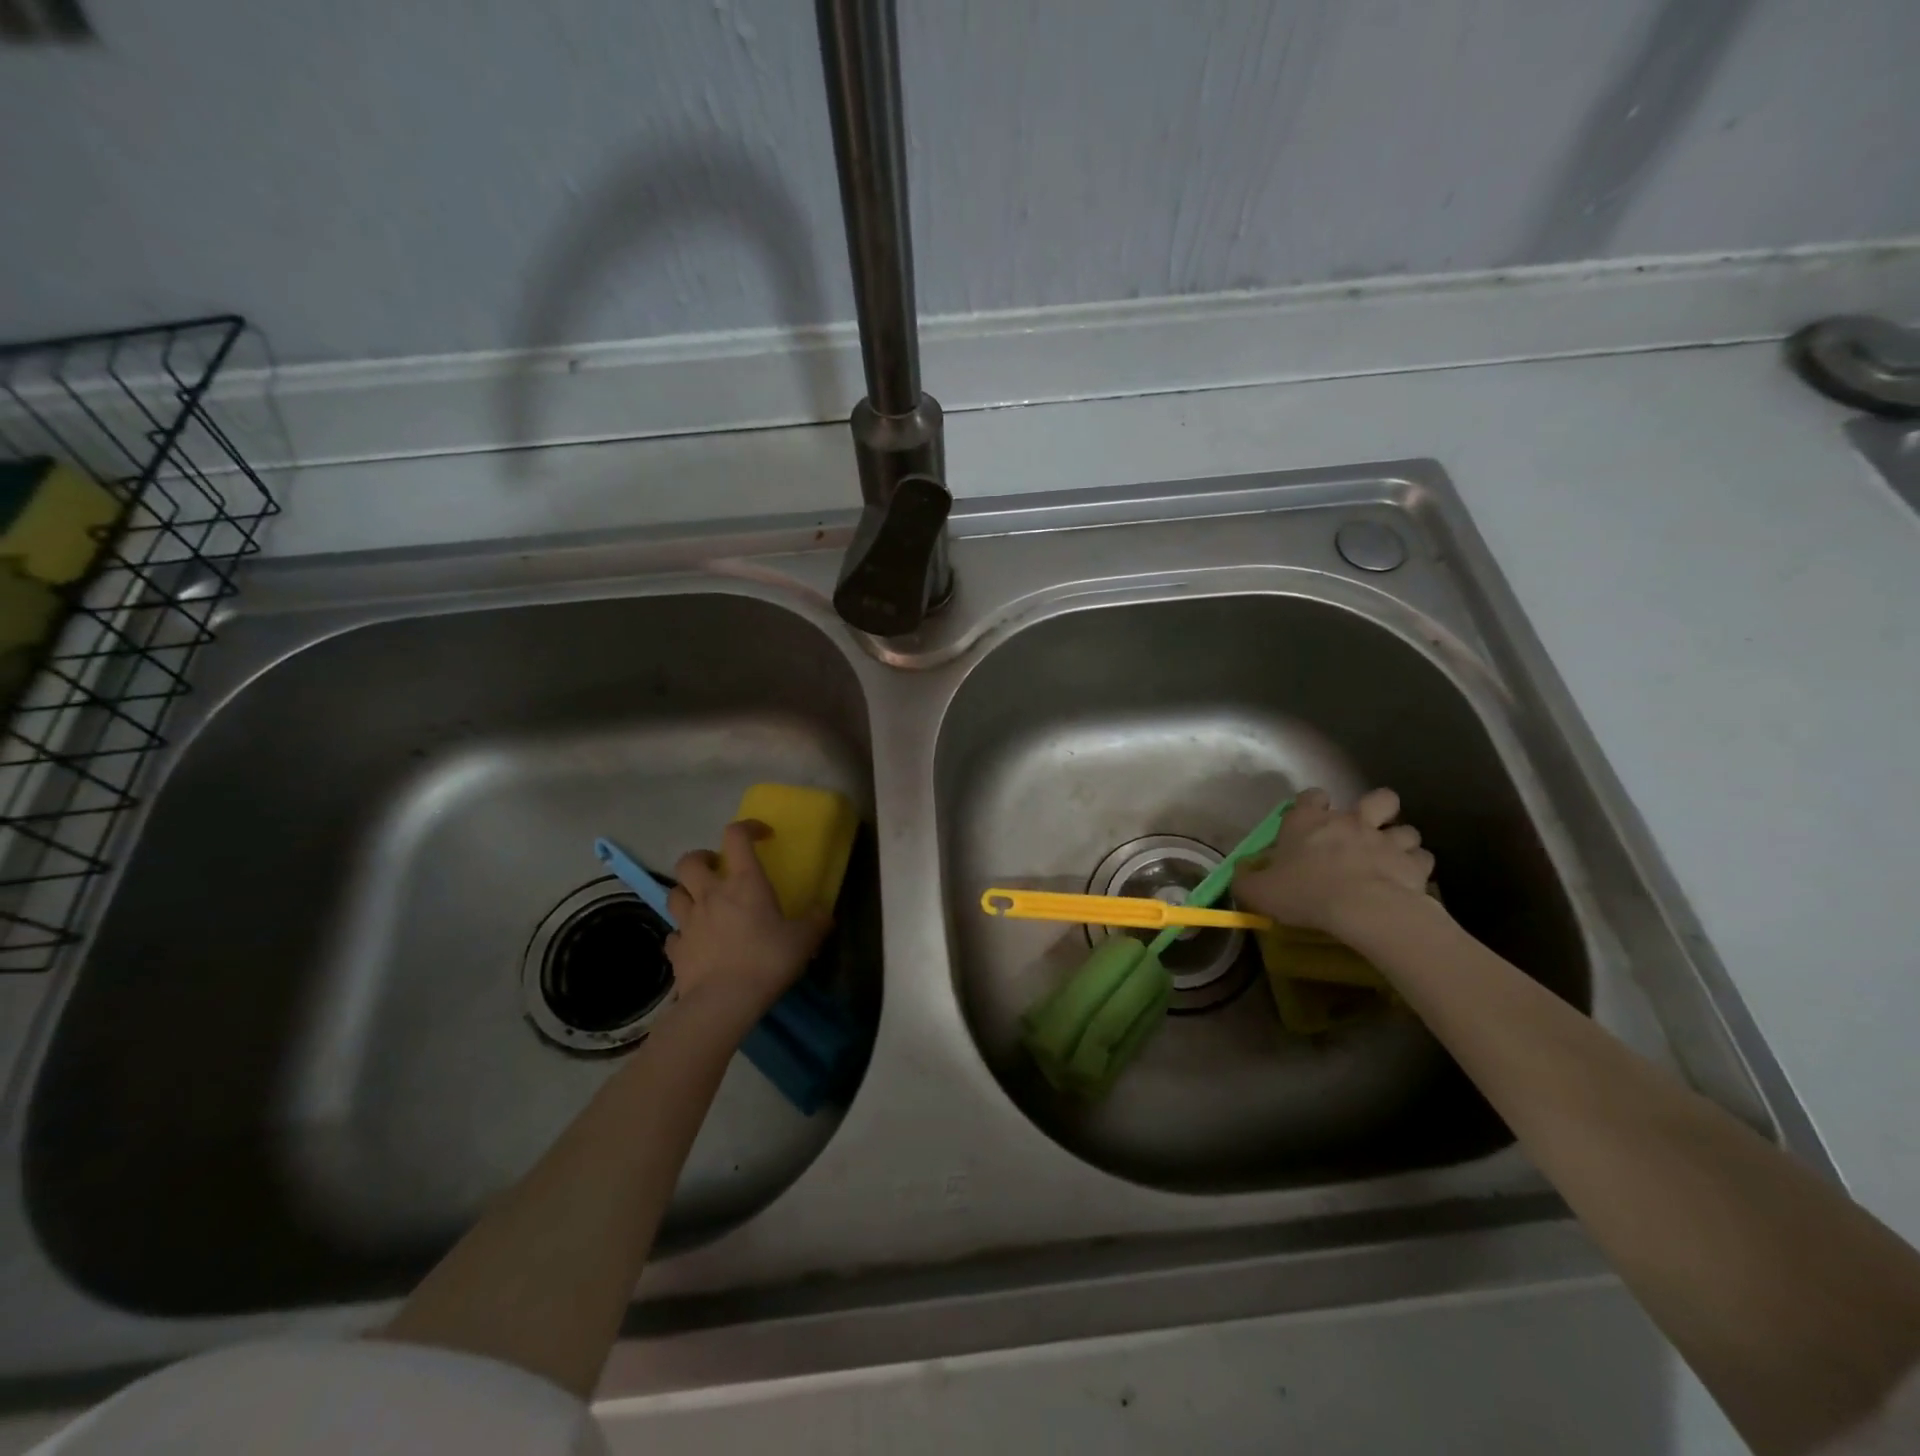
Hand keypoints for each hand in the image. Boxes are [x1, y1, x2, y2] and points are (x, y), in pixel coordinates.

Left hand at [664, 821, 831, 1030]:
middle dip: (702, 858)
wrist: (723, 1002)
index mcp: (744, 882)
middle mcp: (711, 894)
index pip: (736, 836)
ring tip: (703, 903)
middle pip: (689, 860)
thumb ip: (815, 921)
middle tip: (719, 869)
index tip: (762, 835)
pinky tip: (696, 942)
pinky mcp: (676, 950)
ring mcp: (688, 922)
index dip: (748, 827)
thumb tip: (823, 913)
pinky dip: (683, 933)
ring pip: (674, 893)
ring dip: (687, 892)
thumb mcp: (804, 940)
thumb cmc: (767, 961)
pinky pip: (674, 933)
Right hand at [1233, 787, 1434, 936]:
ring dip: (1400, 840)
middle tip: (1368, 829)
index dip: (1313, 803)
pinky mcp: (1413, 864)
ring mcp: (1386, 840)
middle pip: (1377, 798)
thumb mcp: (1260, 891)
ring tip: (1392, 857)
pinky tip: (1408, 880)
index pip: (1312, 796)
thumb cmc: (1306, 892)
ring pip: (1406, 828)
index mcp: (1309, 822)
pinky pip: (1422, 859)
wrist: (1362, 908)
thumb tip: (1239, 875)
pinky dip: (1417, 867)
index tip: (1311, 816)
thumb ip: (1247, 880)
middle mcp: (1350, 822)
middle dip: (1377, 809)